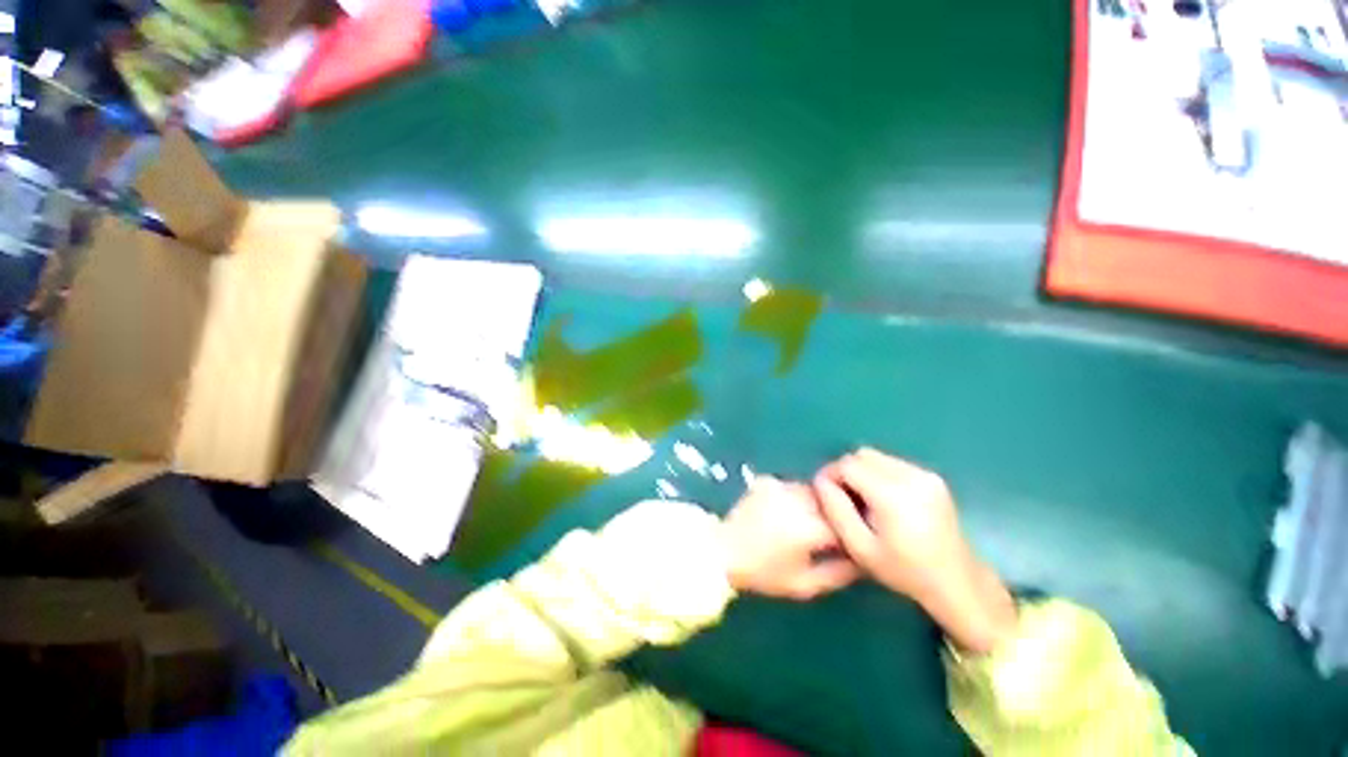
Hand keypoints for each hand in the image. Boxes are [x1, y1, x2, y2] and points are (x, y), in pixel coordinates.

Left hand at [721, 476, 860, 599]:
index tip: (847, 542)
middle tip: (825, 532)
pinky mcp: (766, 481)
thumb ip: (839, 572)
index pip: (845, 521)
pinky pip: (790, 487)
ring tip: (802, 522)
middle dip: (833, 514)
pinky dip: (793, 498)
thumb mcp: (805, 585)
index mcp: (809, 527)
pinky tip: (782, 512)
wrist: (722, 551)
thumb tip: (862, 559)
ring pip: (811, 491)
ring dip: (814, 503)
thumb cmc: (764, 574)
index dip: (850, 531)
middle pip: (830, 500)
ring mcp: (780, 486)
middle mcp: (797, 500)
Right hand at [813, 449, 1016, 653]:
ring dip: (862, 472)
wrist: (957, 582)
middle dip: (846, 471)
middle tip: (844, 498)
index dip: (830, 475)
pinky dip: (879, 474)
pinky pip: (892, 463)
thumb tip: (821, 481)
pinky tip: (884, 500)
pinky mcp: (932, 477)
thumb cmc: (904, 571)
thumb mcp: (860, 548)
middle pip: (862, 455)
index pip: (847, 464)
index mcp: (892, 494)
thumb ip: (836, 510)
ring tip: (864, 500)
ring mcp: (925, 474)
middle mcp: (910, 476)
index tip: (826, 494)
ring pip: (876, 456)